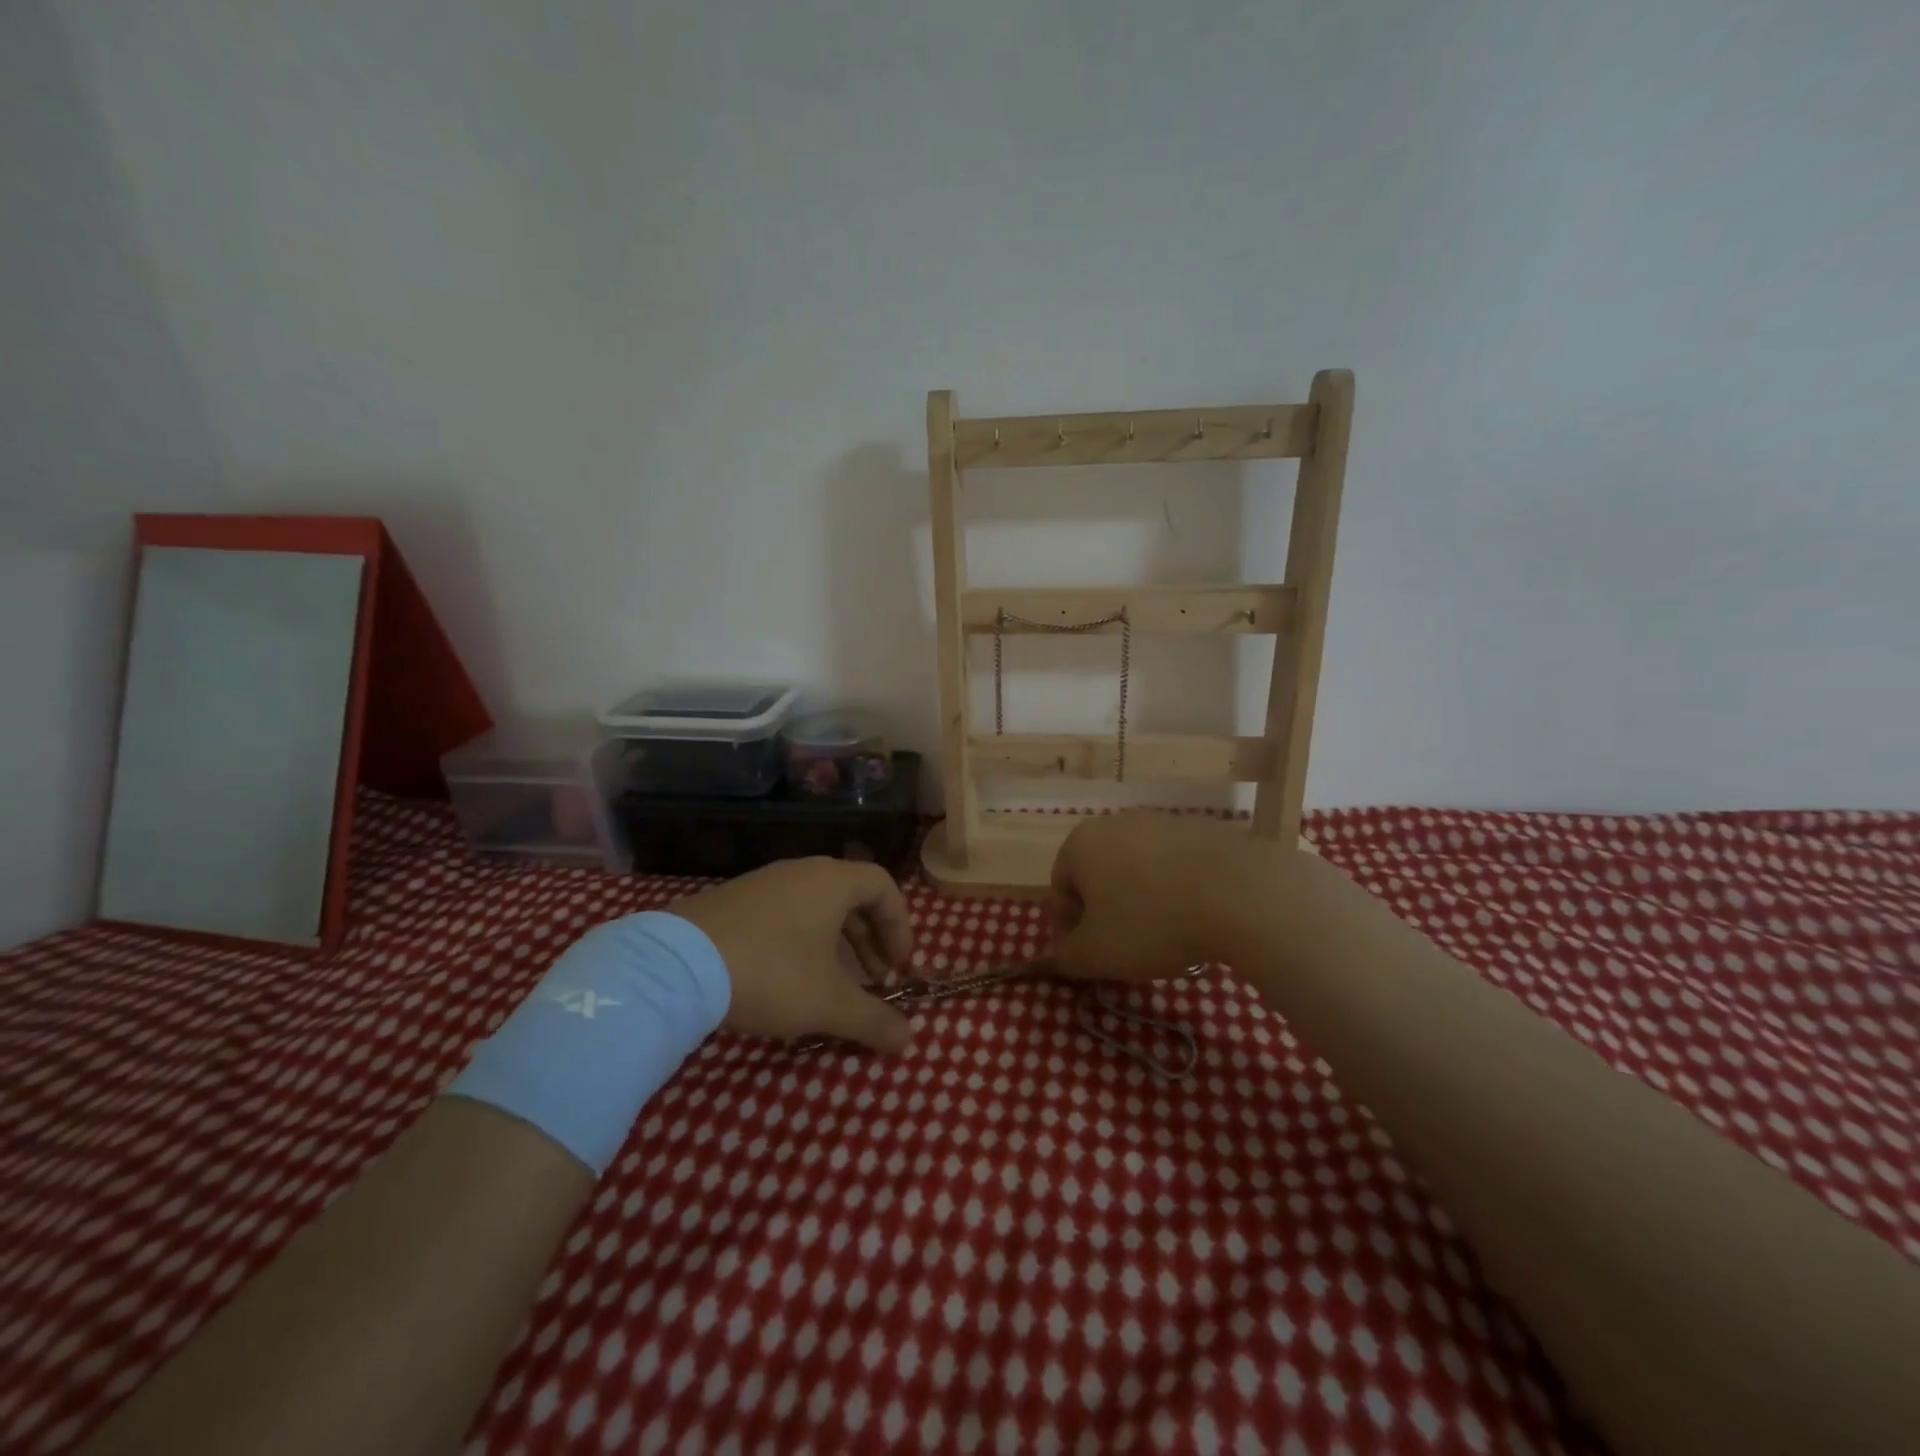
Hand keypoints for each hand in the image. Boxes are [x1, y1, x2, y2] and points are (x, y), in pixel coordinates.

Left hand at [672, 858, 914, 1052]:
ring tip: (833, 983)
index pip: (884, 886)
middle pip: (851, 896)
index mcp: (832, 881)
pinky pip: (784, 912)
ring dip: (836, 942)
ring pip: (816, 906)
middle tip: (873, 979)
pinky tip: (788, 978)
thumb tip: (908, 1040)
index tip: (899, 966)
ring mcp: (763, 882)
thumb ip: (872, 1020)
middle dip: (869, 939)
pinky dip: (802, 939)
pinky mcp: (732, 900)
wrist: (675, 967)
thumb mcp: (827, 1003)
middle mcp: (801, 871)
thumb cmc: (770, 973)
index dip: (900, 925)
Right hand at [1048, 814, 1290, 981]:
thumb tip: (1060, 955)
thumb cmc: (1151, 923)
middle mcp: (1115, 822)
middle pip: (1099, 876)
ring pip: (1137, 870)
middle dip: (1107, 914)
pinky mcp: (1200, 829)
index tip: (1093, 957)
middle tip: (1127, 950)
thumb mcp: (1095, 955)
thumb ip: (1066, 957)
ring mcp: (1161, 821)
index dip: (1071, 929)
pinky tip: (1196, 918)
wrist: (1240, 893)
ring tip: (1166, 937)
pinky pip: (1175, 866)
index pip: (1060, 890)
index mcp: (1080, 844)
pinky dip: (1177, 891)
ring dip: (1142, 902)